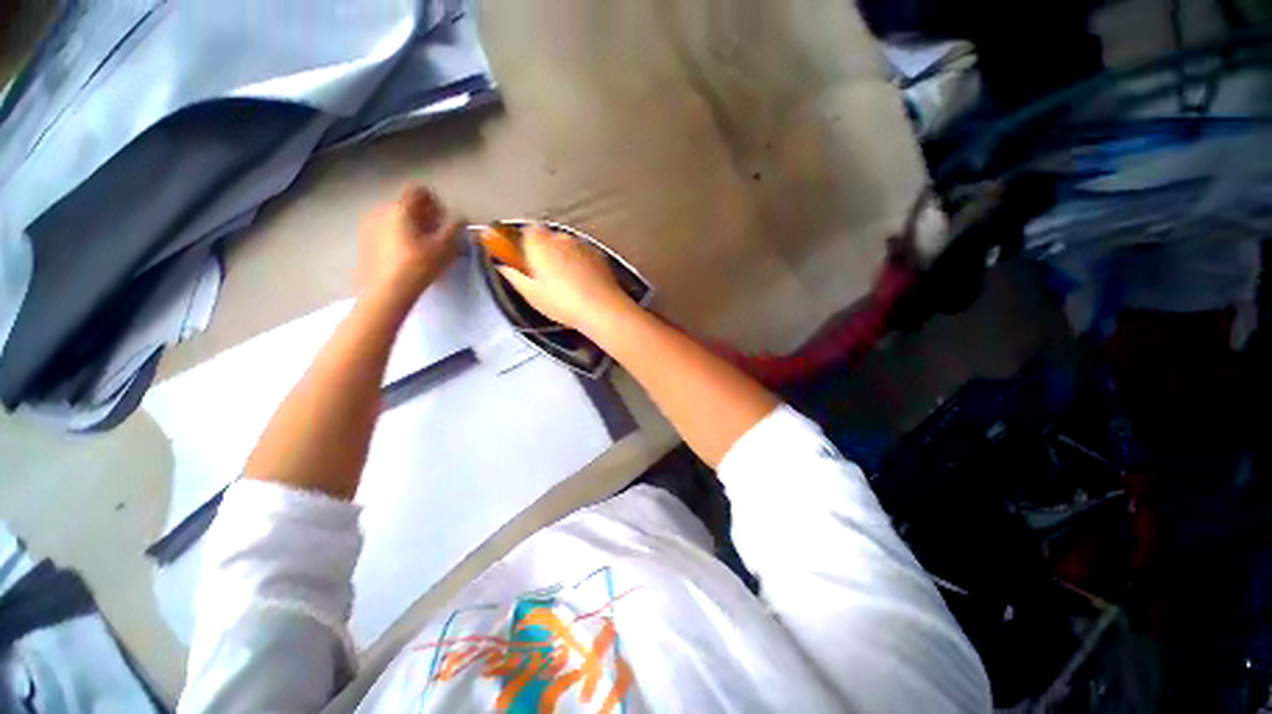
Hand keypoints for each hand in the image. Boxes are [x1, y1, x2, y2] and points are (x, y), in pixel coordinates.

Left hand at [357, 186, 461, 299]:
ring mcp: (370, 226)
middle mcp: (382, 211)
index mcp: (401, 208)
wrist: (388, 291)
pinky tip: (408, 256)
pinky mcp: (365, 242)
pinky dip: (400, 237)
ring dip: (413, 227)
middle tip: (438, 235)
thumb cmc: (420, 265)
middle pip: (408, 205)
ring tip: (424, 248)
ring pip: (397, 219)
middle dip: (425, 216)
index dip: (436, 202)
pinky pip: (387, 231)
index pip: (419, 191)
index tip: (445, 220)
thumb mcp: (446, 246)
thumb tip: (461, 218)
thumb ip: (456, 228)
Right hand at [497, 225, 634, 334]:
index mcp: (539, 243)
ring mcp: (583, 245)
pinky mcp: (599, 255)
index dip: (524, 245)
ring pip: (567, 246)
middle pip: (548, 238)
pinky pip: (583, 255)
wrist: (602, 309)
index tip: (523, 260)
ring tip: (566, 283)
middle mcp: (561, 238)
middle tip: (544, 276)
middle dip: (545, 252)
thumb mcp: (531, 293)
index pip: (526, 231)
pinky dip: (580, 264)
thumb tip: (505, 266)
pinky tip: (581, 284)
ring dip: (564, 258)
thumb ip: (514, 274)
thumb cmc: (563, 302)